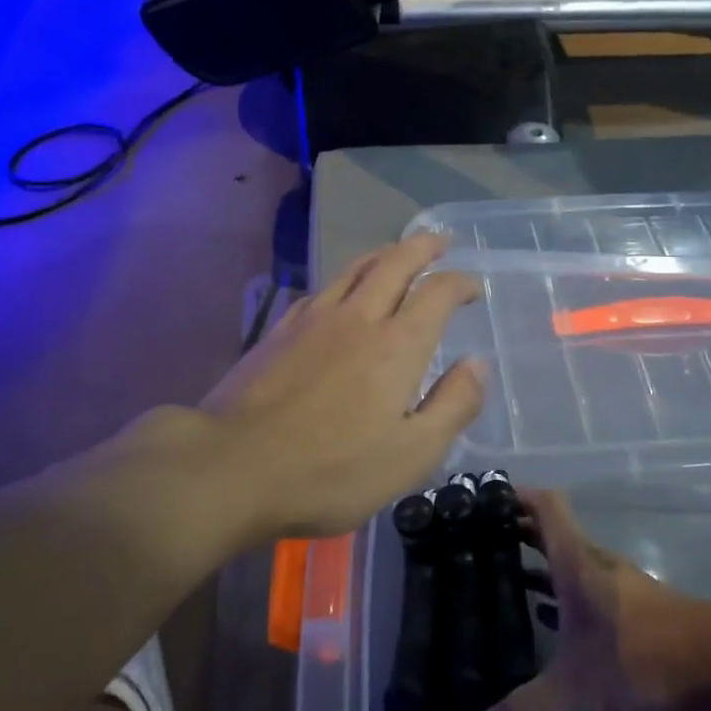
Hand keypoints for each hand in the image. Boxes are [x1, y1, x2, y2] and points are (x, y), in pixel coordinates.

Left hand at [112, 235, 486, 546]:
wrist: (232, 466)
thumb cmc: (331, 471)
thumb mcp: (411, 455)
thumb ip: (453, 405)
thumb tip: (477, 364)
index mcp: (397, 345)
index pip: (437, 292)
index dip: (460, 282)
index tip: (473, 286)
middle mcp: (358, 317)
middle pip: (395, 263)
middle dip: (422, 247)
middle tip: (440, 240)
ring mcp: (313, 319)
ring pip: (355, 268)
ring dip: (384, 253)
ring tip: (397, 252)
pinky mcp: (279, 331)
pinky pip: (322, 289)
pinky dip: (345, 279)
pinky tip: (341, 292)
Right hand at [475, 490, 710, 710]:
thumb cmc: (644, 655)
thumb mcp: (579, 688)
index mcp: (576, 561)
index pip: (545, 506)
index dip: (516, 493)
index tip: (484, 496)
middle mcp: (595, 562)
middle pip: (552, 532)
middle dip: (517, 532)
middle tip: (476, 543)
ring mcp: (618, 585)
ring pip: (569, 563)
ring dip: (539, 565)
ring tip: (501, 582)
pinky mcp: (635, 610)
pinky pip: (586, 590)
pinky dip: (562, 596)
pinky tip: (549, 624)